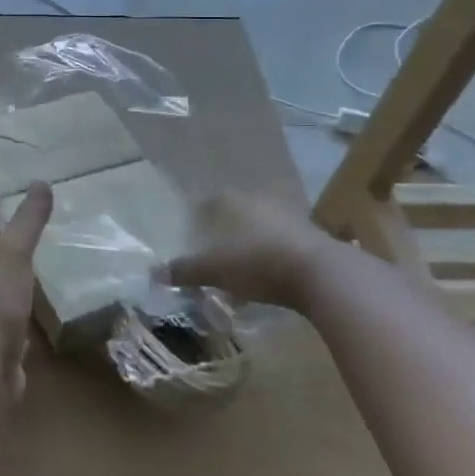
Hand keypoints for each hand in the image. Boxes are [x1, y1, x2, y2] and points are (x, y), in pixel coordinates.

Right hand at [161, 190, 338, 315]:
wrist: (321, 273)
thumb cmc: (257, 263)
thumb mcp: (214, 271)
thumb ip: (184, 271)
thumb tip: (153, 274)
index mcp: (232, 200)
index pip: (208, 203)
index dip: (198, 220)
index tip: (193, 239)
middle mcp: (259, 199)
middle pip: (235, 213)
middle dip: (226, 233)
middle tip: (216, 255)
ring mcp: (289, 214)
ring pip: (261, 227)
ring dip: (251, 244)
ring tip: (242, 270)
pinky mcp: (312, 234)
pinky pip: (283, 242)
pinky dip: (273, 255)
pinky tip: (270, 276)